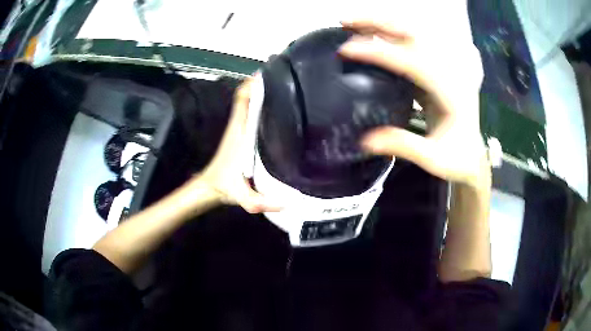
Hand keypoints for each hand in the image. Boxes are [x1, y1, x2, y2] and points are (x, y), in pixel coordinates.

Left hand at [187, 79, 281, 212]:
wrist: (210, 188)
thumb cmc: (225, 186)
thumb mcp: (244, 198)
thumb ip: (260, 202)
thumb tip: (287, 203)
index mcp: (240, 130)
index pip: (242, 98)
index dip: (253, 82)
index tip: (270, 71)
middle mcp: (239, 124)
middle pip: (248, 94)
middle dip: (263, 82)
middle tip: (286, 77)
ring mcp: (239, 127)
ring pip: (249, 101)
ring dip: (262, 91)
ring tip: (285, 86)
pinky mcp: (241, 133)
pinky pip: (250, 111)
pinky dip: (259, 103)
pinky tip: (277, 107)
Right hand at [339, 18, 490, 187]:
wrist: (473, 156)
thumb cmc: (456, 159)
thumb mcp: (433, 159)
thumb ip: (404, 146)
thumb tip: (365, 140)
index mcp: (450, 92)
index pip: (412, 61)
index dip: (379, 52)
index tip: (347, 50)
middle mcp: (447, 72)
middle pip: (413, 34)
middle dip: (378, 23)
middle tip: (345, 22)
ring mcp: (440, 68)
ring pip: (410, 34)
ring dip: (380, 25)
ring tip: (351, 23)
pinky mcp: (432, 71)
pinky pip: (409, 45)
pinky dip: (387, 36)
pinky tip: (369, 36)